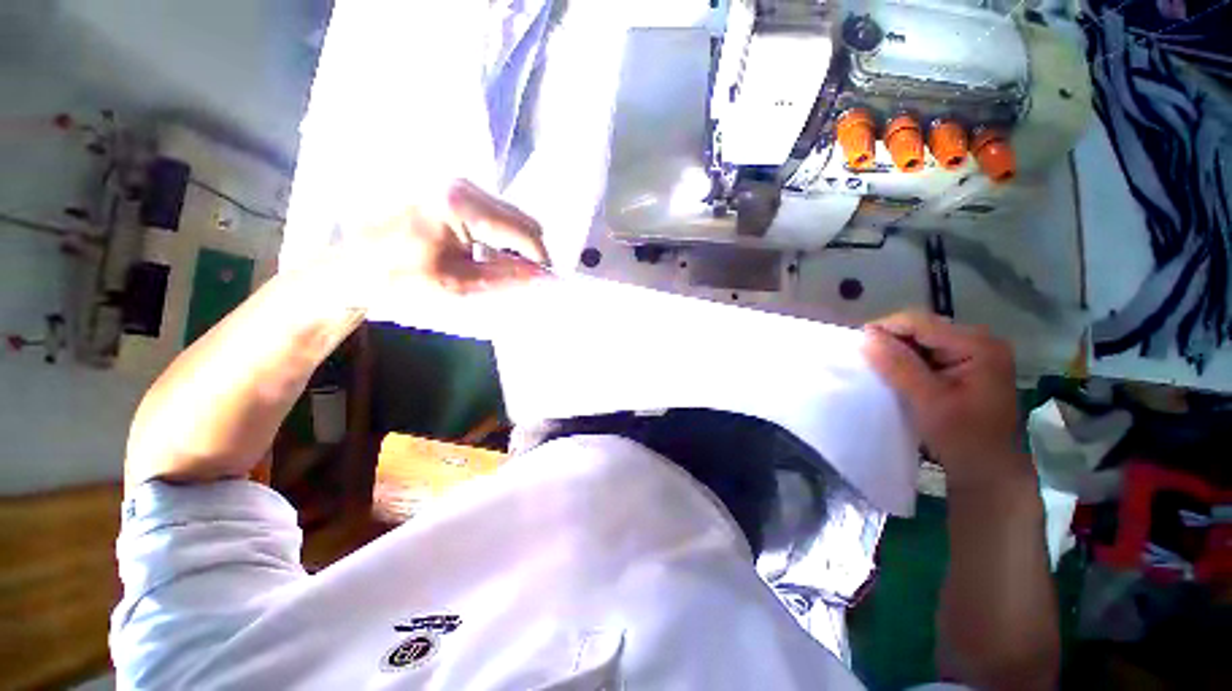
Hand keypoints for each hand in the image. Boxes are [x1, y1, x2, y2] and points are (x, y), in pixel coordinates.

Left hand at [337, 180, 550, 306]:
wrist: (353, 265)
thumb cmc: (401, 277)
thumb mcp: (460, 283)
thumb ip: (507, 276)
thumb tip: (544, 276)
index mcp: (462, 205)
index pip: (523, 231)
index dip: (541, 258)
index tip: (548, 282)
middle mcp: (463, 186)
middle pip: (522, 218)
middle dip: (532, 250)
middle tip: (530, 279)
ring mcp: (458, 185)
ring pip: (512, 216)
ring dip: (519, 244)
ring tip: (510, 270)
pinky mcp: (453, 192)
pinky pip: (496, 214)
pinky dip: (504, 236)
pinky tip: (493, 255)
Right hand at [862, 311, 1028, 487]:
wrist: (988, 470)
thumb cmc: (963, 438)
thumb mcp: (927, 401)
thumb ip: (898, 366)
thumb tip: (866, 336)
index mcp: (978, 345)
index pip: (920, 322)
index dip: (885, 328)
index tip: (857, 346)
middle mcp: (980, 341)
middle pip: (922, 327)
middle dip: (891, 340)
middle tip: (867, 360)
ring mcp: (975, 352)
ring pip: (922, 339)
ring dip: (898, 351)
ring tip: (879, 368)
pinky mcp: (966, 364)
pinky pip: (928, 352)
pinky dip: (908, 360)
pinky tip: (897, 374)